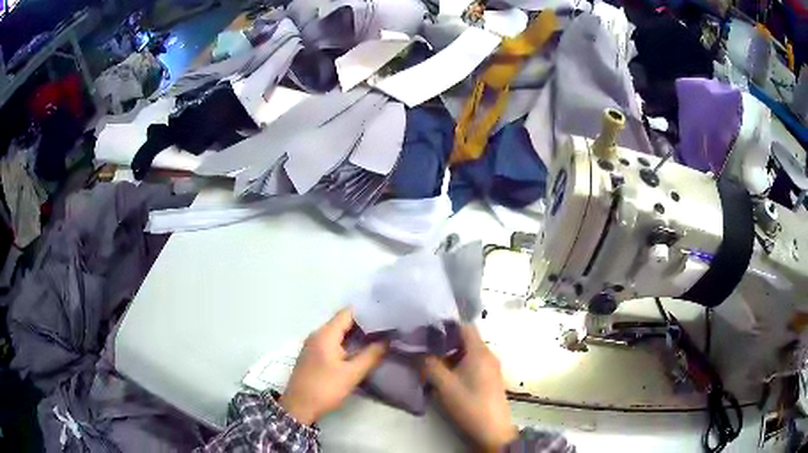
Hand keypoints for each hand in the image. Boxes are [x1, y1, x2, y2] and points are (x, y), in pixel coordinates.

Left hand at [280, 308, 386, 424]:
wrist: (299, 406)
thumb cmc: (325, 388)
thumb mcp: (352, 374)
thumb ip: (370, 356)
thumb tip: (387, 341)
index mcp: (325, 334)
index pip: (347, 313)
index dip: (367, 312)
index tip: (385, 316)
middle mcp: (317, 335)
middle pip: (342, 322)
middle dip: (364, 324)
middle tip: (386, 328)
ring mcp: (313, 345)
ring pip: (337, 333)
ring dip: (356, 335)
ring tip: (378, 338)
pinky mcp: (313, 356)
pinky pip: (332, 342)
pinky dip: (346, 343)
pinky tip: (360, 351)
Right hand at [422, 325, 516, 450]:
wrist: (492, 429)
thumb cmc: (469, 404)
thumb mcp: (444, 385)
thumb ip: (430, 365)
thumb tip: (417, 350)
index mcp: (479, 351)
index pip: (465, 326)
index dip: (446, 325)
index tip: (427, 330)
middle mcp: (488, 354)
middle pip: (467, 339)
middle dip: (446, 341)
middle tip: (426, 347)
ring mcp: (491, 367)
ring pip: (469, 352)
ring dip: (451, 355)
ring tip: (433, 363)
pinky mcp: (490, 378)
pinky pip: (474, 363)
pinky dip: (460, 364)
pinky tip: (447, 376)